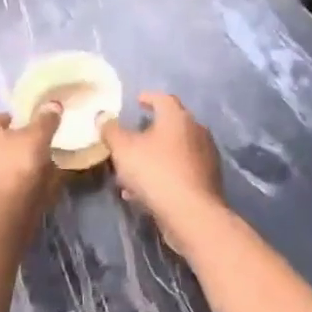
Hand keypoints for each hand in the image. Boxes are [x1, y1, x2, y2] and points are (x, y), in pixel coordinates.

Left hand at [0, 107, 61, 208]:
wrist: (0, 211)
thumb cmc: (16, 165)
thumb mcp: (37, 137)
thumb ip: (45, 120)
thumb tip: (53, 104)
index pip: (2, 120)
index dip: (22, 127)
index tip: (37, 137)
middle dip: (11, 149)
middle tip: (35, 158)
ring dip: (6, 170)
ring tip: (31, 179)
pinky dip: (2, 188)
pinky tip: (19, 194)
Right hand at [101, 93, 225, 251]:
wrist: (191, 214)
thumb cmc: (155, 172)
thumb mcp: (123, 149)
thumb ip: (111, 130)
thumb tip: (103, 116)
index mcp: (177, 117)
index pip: (163, 98)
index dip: (148, 98)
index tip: (137, 101)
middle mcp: (197, 131)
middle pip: (170, 125)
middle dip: (149, 132)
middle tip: (131, 138)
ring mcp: (206, 156)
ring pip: (174, 151)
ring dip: (153, 157)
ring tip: (132, 172)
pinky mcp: (208, 180)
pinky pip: (180, 171)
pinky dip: (163, 175)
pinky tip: (144, 192)